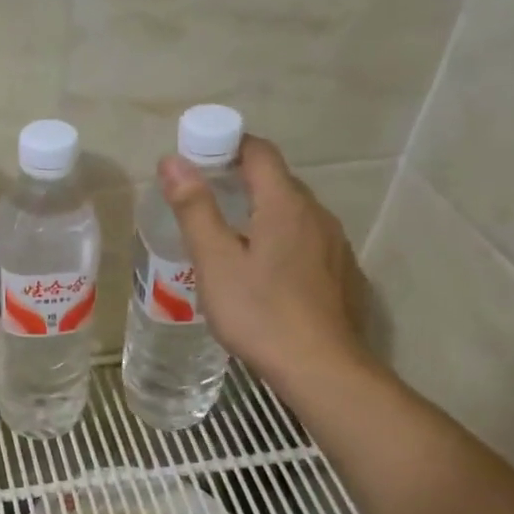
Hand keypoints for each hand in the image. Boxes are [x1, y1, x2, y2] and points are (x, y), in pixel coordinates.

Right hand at [158, 135, 371, 391]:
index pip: (259, 152)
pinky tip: (263, 274)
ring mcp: (334, 245)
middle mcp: (317, 215)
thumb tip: (172, 161)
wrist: (321, 368)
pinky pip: (306, 242)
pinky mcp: (341, 274)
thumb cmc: (259, 313)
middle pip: (277, 182)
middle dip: (240, 180)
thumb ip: (195, 209)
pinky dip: (281, 242)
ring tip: (228, 239)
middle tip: (203, 200)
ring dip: (261, 213)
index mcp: (285, 205)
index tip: (197, 159)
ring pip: (293, 214)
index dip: (227, 146)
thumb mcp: (215, 262)